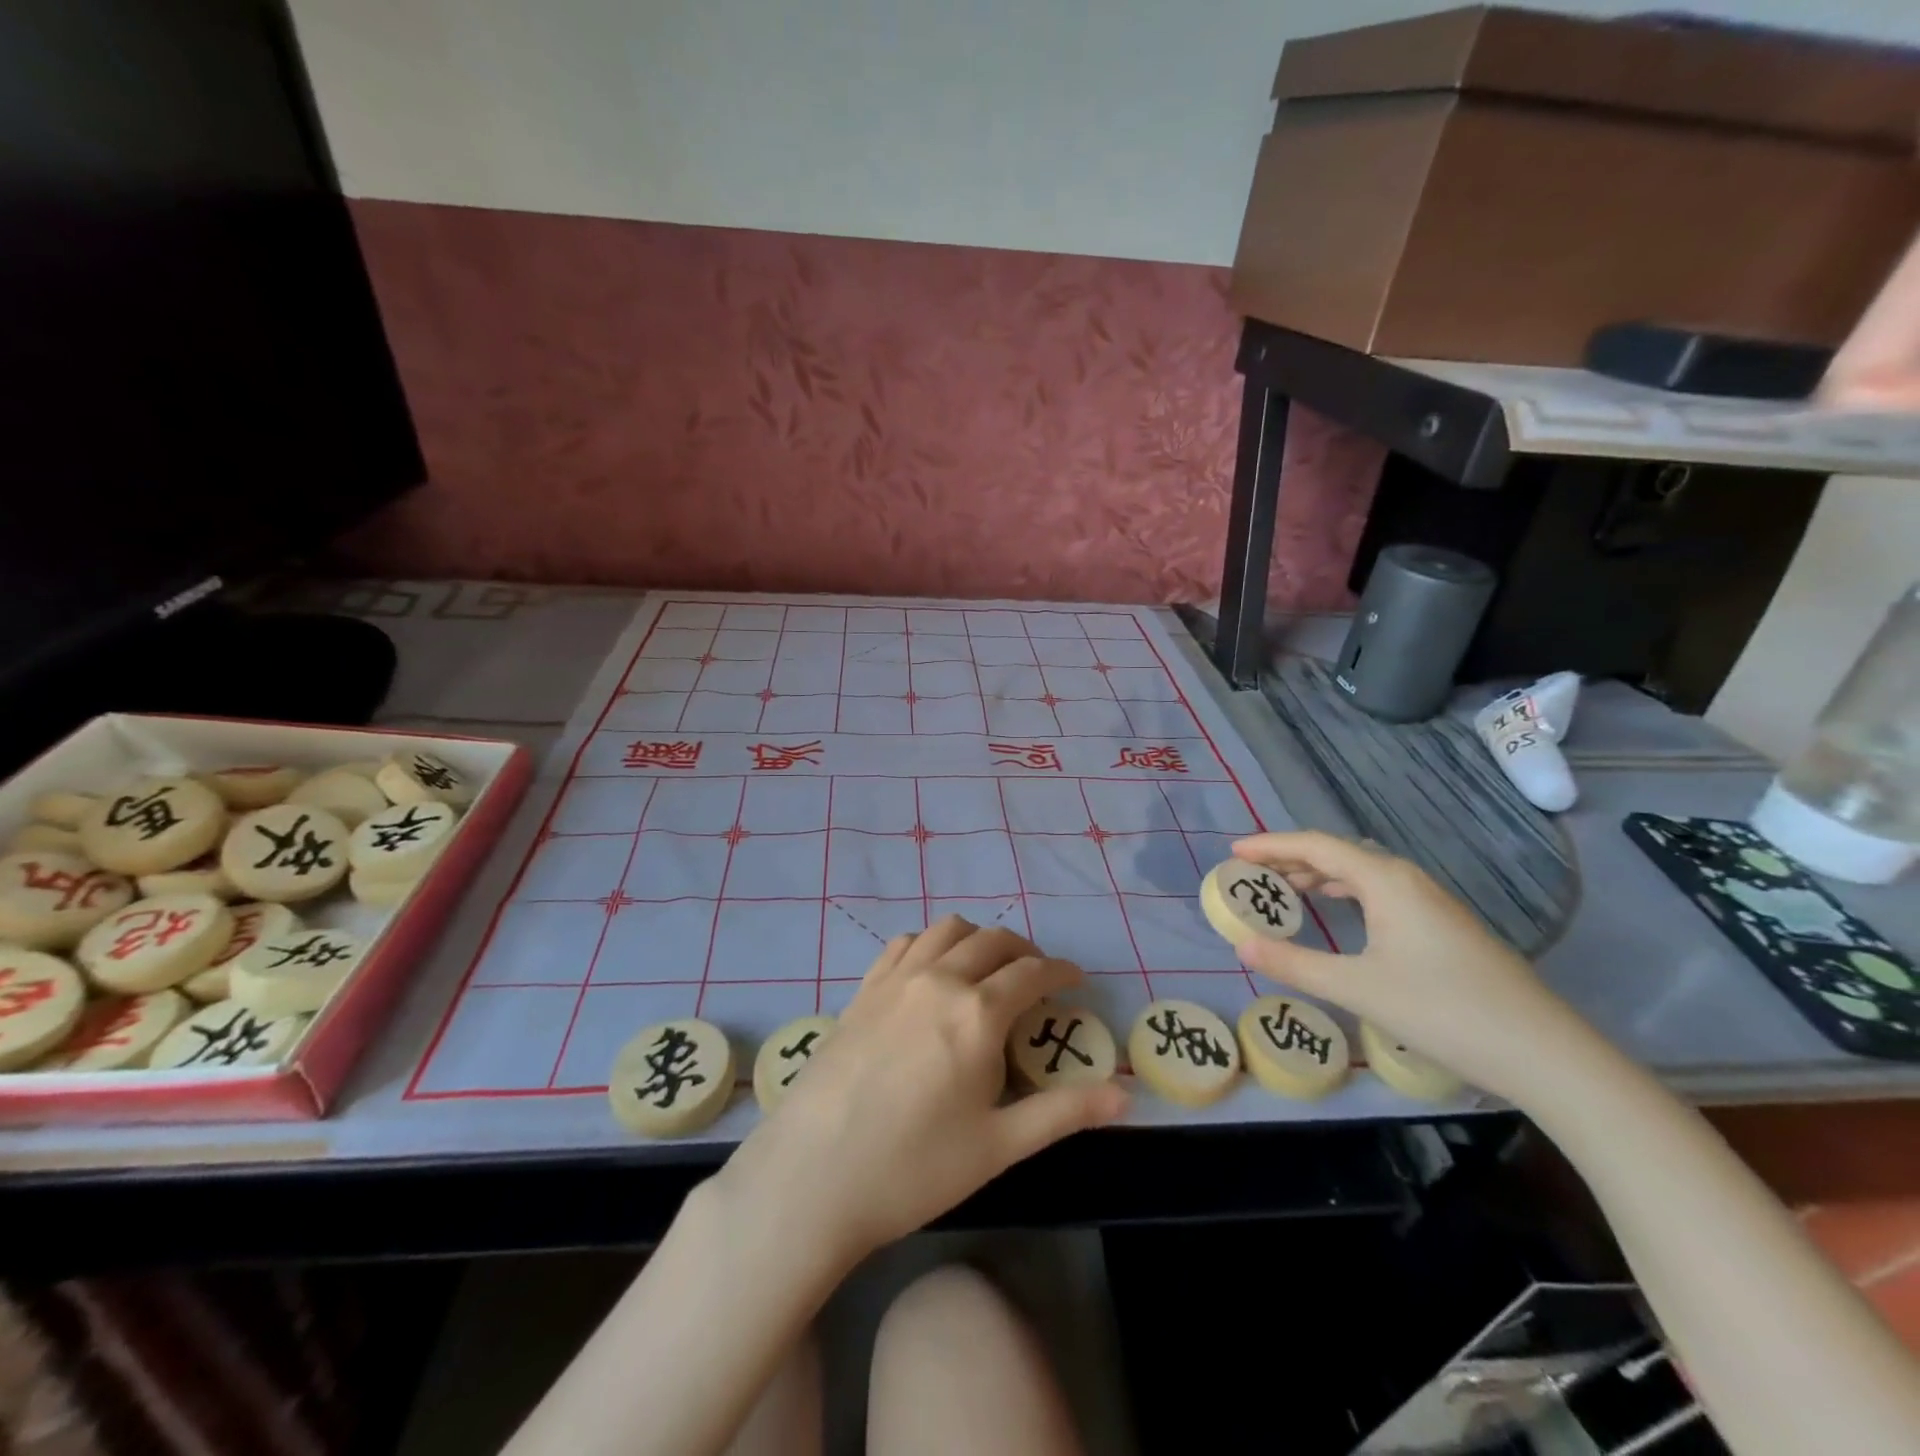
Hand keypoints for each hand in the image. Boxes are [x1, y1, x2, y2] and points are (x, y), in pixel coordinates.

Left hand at [721, 916, 1127, 1267]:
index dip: (1062, 972)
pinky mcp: (863, 989)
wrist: (813, 1176)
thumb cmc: (913, 1168)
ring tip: (988, 968)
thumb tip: (1124, 1095)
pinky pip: (905, 943)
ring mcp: (896, 979)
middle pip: (993, 941)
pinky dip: (932, 943)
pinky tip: (932, 970)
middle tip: (1038, 977)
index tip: (1077, 980)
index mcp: (977, 1012)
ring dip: (978, 939)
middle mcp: (939, 979)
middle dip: (1025, 951)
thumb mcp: (998, 1146)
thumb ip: (1063, 1113)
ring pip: (948, 930)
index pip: (1033, 973)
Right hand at [1229, 831, 1579, 1099]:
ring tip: (1284, 890)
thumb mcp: (1358, 988)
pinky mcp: (1444, 925)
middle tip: (1250, 873)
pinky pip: (1380, 891)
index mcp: (1385, 880)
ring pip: (1362, 873)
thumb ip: (1294, 965)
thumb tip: (1241, 946)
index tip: (1233, 852)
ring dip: (1319, 875)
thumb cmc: (1443, 1011)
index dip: (1271, 845)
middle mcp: (1408, 879)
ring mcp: (1431, 902)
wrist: (1544, 1053)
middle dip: (1291, 858)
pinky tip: (1339, 913)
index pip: (1316, 846)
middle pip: (1338, 853)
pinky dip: (1346, 892)